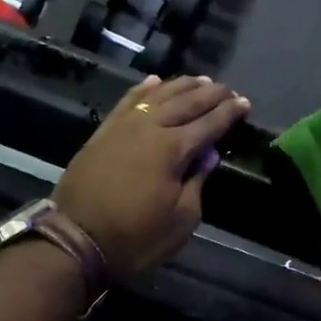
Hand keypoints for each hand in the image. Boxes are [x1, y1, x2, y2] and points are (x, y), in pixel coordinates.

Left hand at [56, 74, 249, 278]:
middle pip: (186, 102)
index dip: (229, 113)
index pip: (209, 124)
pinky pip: (127, 101)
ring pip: (158, 95)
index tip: (245, 103)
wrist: (75, 240)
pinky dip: (144, 89)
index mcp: (173, 149)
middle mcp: (150, 128)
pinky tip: (155, 81)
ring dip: (182, 85)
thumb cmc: (136, 237)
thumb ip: (197, 182)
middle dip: (210, 94)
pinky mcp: (103, 132)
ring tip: (200, 80)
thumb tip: (208, 154)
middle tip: (228, 88)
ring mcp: (123, 126)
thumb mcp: (181, 220)